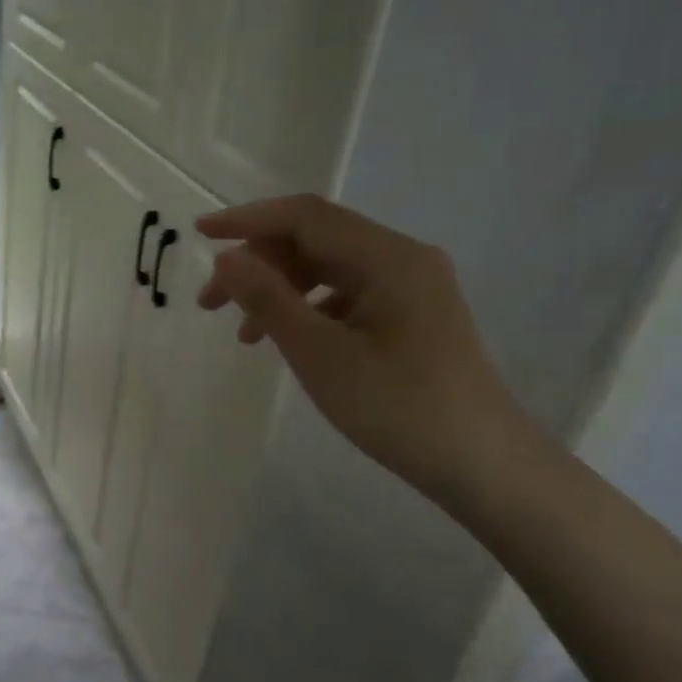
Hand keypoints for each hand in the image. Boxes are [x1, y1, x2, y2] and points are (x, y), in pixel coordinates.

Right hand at [196, 195, 533, 498]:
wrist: (483, 465)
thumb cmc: (397, 407)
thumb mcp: (319, 353)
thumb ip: (268, 299)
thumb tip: (227, 257)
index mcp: (386, 257)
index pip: (304, 216)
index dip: (247, 219)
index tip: (198, 234)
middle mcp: (402, 258)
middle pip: (315, 240)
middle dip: (257, 263)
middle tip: (211, 304)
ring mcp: (412, 286)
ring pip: (328, 268)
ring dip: (279, 289)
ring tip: (243, 334)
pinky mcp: (413, 314)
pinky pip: (348, 294)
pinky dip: (308, 309)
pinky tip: (288, 340)